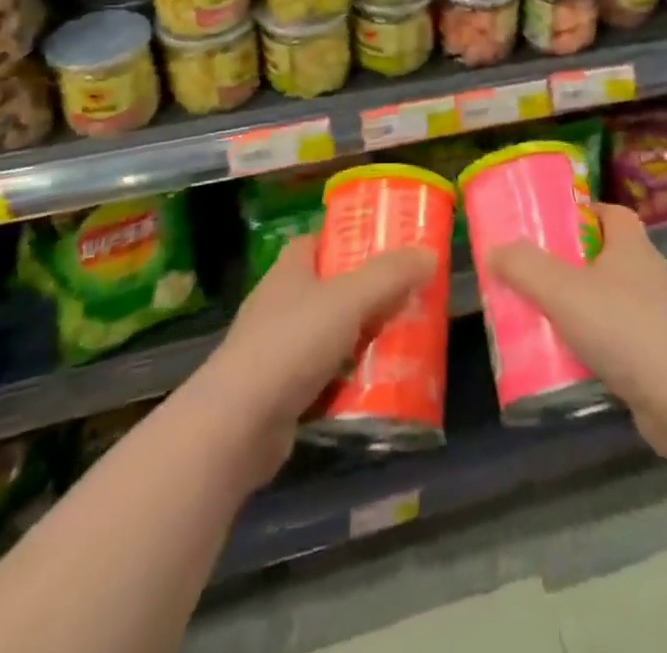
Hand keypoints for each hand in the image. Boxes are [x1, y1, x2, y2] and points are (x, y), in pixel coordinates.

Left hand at [182, 237, 433, 486]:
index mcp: (290, 271)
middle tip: (406, 297)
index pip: (319, 241)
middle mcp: (279, 304)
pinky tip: (376, 388)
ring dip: (360, 339)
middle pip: (330, 288)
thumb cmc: (291, 344)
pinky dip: (347, 381)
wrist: (236, 427)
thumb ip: (390, 276)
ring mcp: (276, 351)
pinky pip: (323, 377)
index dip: (349, 239)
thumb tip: (429, 254)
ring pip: (329, 335)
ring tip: (402, 342)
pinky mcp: (279, 393)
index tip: (385, 246)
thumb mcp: (349, 300)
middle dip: (366, 294)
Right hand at [488, 204, 666, 457]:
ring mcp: (657, 315)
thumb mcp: (562, 290)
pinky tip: (569, 362)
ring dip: (581, 309)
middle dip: (572, 265)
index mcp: (632, 245)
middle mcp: (648, 274)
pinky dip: (596, 346)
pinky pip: (619, 339)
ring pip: (611, 301)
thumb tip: (496, 250)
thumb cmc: (622, 327)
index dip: (583, 213)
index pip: (611, 213)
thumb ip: (525, 267)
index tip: (552, 226)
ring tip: (544, 321)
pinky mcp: (659, 354)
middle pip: (606, 256)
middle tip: (535, 276)